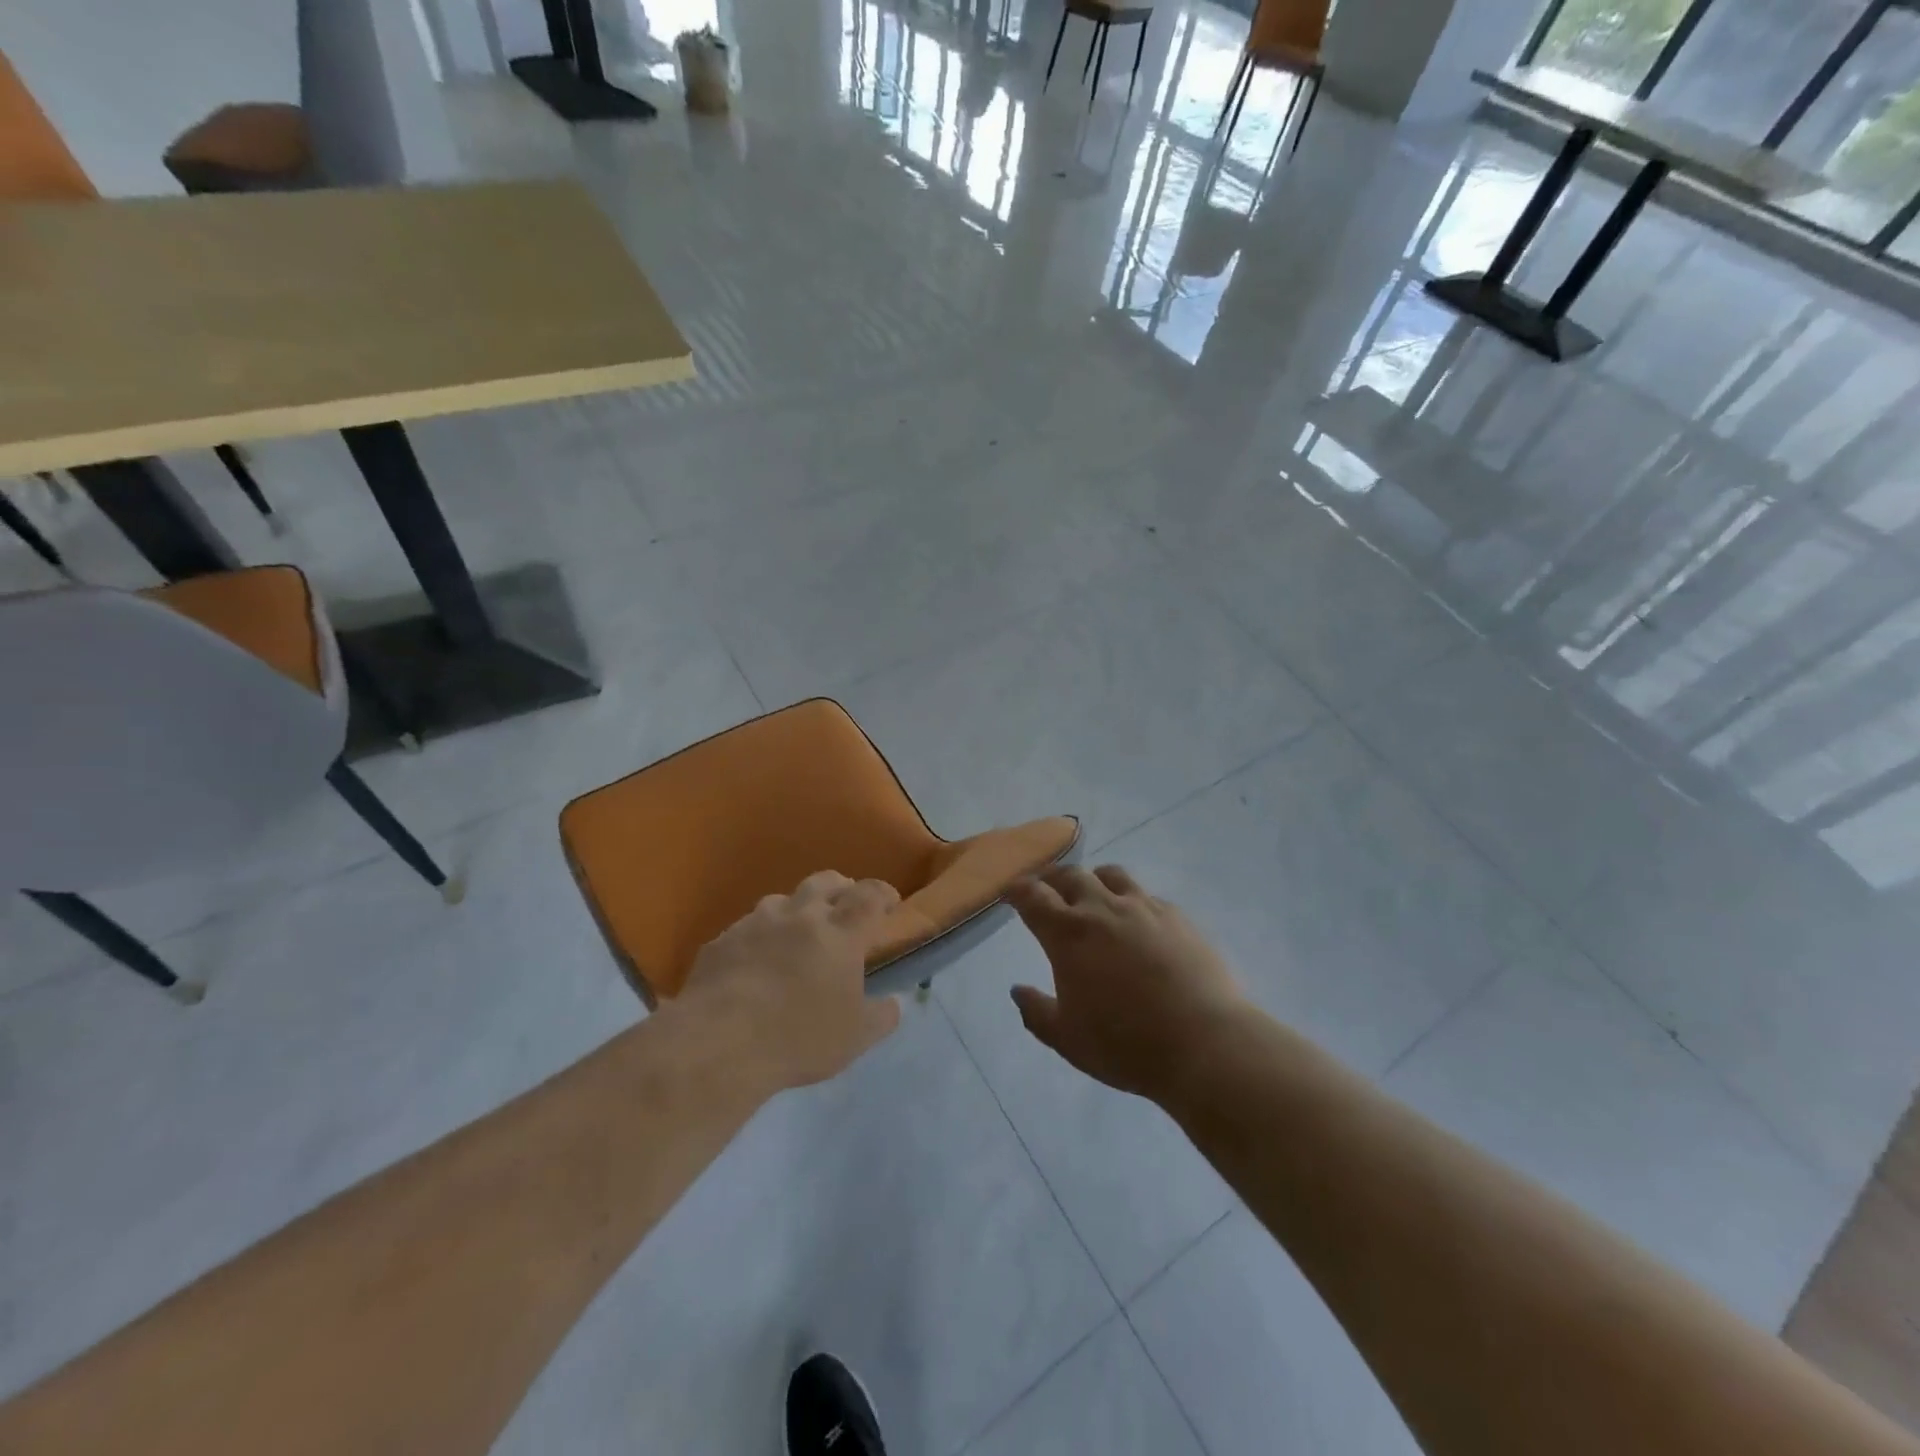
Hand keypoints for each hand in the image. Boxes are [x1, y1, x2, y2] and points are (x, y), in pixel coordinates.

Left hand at [676, 871, 903, 1093]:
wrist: (718, 1043)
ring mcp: (756, 923)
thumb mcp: (855, 1038)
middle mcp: (801, 915)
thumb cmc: (798, 1037)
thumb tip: (893, 1005)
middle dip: (841, 888)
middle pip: (826, 881)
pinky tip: (754, 964)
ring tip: (796, 934)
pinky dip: (759, 938)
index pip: (870, 895)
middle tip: (844, 907)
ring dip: (796, 910)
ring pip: (782, 900)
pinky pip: (746, 928)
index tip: (889, 903)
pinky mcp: (722, 940)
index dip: (883, 894)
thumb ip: (880, 1017)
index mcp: (841, 932)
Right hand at [1008, 865, 1246, 1103]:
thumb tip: (1017, 991)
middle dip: (1052, 879)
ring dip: (1093, 879)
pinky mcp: (1177, 917)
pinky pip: (1146, 895)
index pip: (1033, 896)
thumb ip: (1036, 1012)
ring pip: (1111, 875)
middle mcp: (1103, 909)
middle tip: (1046, 889)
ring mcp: (1144, 908)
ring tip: (1092, 893)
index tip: (1010, 891)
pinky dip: (1131, 900)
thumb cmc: (1126, 1045)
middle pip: (1071, 876)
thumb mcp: (1068, 1040)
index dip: (1017, 890)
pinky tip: (1137, 920)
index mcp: (1068, 934)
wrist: (1205, 1043)